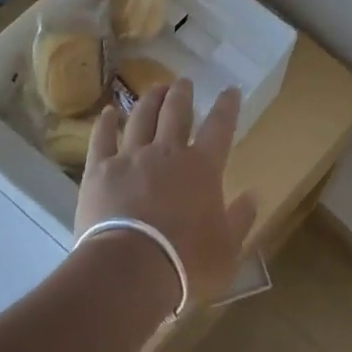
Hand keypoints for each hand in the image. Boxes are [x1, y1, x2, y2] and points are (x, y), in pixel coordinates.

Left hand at [75, 79, 256, 307]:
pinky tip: (108, 112)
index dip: (227, 107)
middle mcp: (167, 153)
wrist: (130, 269)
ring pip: (141, 118)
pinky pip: (102, 139)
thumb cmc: (187, 263)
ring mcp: (131, 158)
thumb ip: (240, 220)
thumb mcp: (227, 249)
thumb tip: (252, 196)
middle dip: (182, 94)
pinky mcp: (99, 171)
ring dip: (150, 100)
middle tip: (183, 82)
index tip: (231, 90)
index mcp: (203, 167)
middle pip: (176, 113)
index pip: (220, 127)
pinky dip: (106, 123)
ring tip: (154, 88)